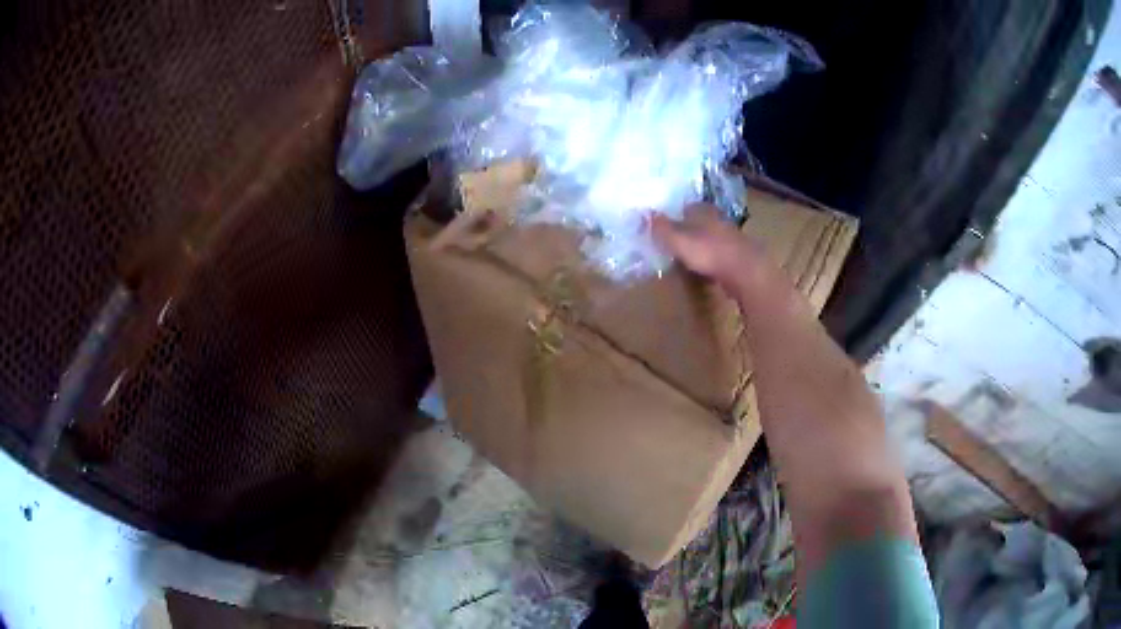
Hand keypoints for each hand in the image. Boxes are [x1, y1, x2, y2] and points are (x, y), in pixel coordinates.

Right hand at [650, 203, 766, 291]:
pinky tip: (707, 269)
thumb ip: (661, 228)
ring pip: (713, 237)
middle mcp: (719, 220)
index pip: (688, 206)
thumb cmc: (709, 252)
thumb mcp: (678, 240)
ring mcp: (732, 238)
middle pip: (701, 221)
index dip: (677, 213)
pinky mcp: (740, 257)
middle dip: (691, 228)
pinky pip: (722, 255)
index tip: (667, 222)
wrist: (746, 271)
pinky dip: (714, 259)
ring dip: (703, 244)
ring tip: (690, 255)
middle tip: (676, 239)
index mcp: (704, 211)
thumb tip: (643, 214)